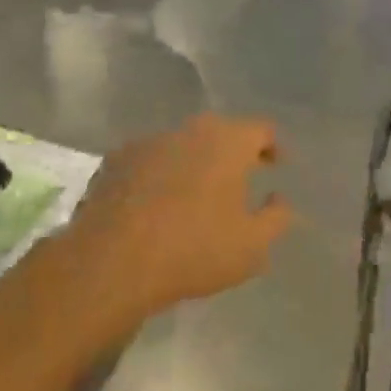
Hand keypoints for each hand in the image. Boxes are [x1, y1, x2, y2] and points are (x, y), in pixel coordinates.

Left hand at [66, 114, 292, 324]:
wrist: (111, 261)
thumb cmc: (194, 249)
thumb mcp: (252, 246)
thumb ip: (276, 218)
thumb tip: (279, 199)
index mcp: (228, 141)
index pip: (261, 129)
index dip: (272, 145)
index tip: (276, 165)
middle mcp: (190, 130)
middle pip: (220, 132)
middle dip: (233, 152)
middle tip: (240, 179)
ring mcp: (149, 141)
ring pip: (183, 144)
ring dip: (194, 163)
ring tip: (195, 195)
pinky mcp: (116, 160)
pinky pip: (150, 160)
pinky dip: (160, 174)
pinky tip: (156, 203)